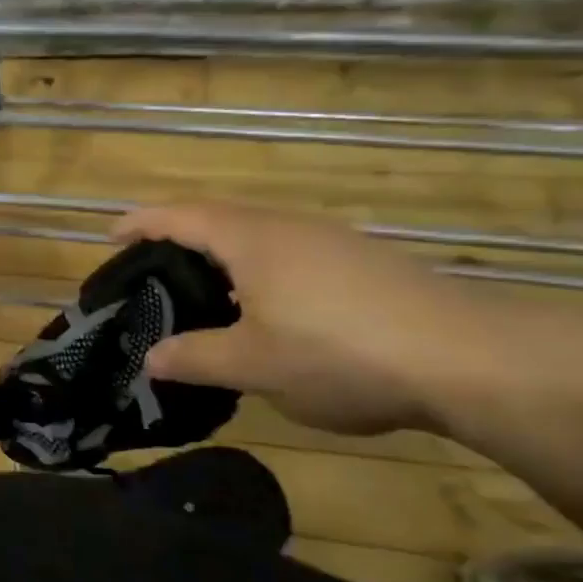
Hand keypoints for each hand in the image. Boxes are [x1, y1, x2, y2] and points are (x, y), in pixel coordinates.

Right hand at [115, 202, 486, 436]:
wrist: (471, 358)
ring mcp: (333, 241)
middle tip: (154, 272)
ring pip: (260, 238)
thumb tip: (151, 357)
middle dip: (180, 239)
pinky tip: (274, 314)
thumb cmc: (340, 353)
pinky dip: (262, 273)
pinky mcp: (366, 263)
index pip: (180, 217)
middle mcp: (289, 227)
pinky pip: (293, 255)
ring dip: (225, 258)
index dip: (141, 223)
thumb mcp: (254, 365)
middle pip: (219, 220)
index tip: (111, 236)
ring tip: (208, 296)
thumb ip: (195, 358)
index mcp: (251, 239)